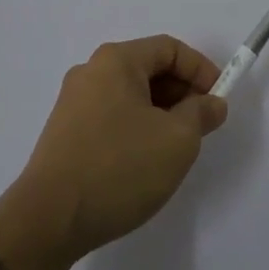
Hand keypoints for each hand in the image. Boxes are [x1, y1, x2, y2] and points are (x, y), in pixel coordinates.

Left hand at [17, 35, 228, 260]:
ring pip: (131, 95)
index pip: (169, 49)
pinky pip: (112, 116)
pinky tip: (144, 161)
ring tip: (175, 148)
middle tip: (202, 126)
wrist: (49, 220)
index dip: (201, 69)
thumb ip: (201, 114)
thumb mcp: (177, 140)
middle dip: (182, 93)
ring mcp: (73, 103)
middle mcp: (90, 72)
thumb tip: (211, 103)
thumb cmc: (120, 168)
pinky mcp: (65, 132)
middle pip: (148, 69)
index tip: (219, 100)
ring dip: (161, 113)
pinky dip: (137, 128)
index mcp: (116, 61)